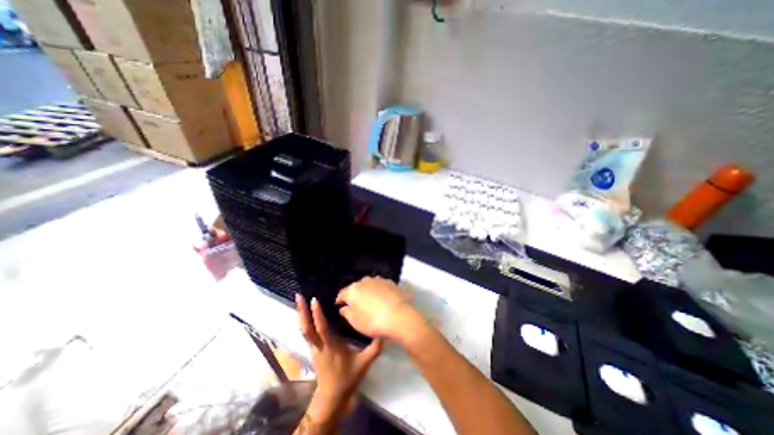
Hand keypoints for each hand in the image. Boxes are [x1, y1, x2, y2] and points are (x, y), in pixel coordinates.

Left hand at [295, 293, 380, 419]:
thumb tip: (384, 333)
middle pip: (306, 327)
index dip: (317, 314)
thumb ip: (374, 348)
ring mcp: (314, 348)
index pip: (321, 328)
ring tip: (299, 300)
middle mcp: (319, 345)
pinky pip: (306, 332)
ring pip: (303, 329)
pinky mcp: (313, 349)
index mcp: (330, 347)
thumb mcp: (364, 363)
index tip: (314, 300)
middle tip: (299, 296)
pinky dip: (304, 321)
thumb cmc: (347, 378)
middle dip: (301, 311)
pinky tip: (305, 313)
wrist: (332, 397)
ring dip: (301, 314)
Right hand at [338, 279, 421, 343]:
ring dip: (368, 291)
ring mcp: (379, 280)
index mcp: (353, 290)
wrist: (399, 316)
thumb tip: (343, 307)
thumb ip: (346, 313)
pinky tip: (382, 299)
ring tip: (370, 301)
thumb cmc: (373, 321)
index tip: (339, 305)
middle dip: (355, 295)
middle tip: (356, 304)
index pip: (342, 293)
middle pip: (356, 287)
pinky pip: (380, 286)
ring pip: (369, 285)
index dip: (340, 299)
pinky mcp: (390, 282)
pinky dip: (379, 291)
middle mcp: (365, 281)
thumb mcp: (355, 322)